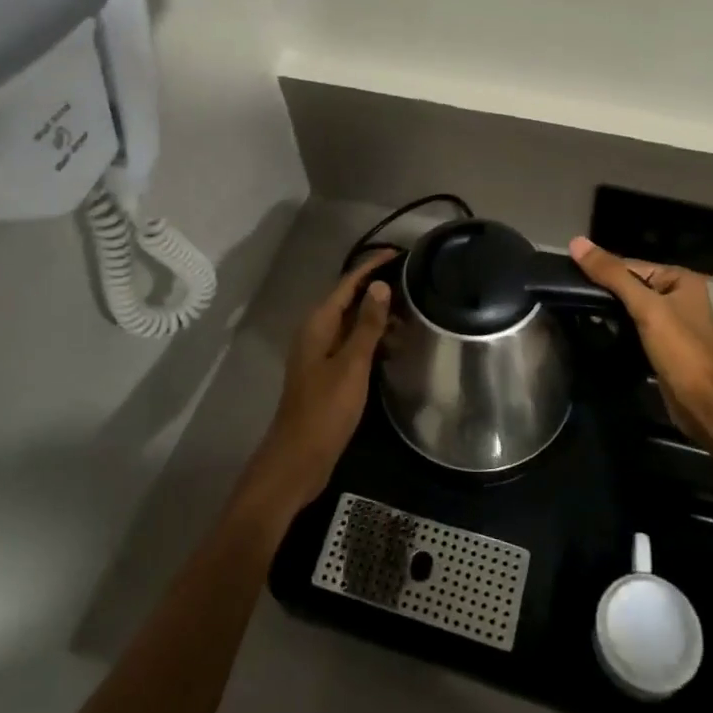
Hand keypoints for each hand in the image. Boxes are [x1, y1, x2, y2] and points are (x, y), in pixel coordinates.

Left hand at [246, 249, 395, 513]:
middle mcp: (316, 332)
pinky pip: (352, 344)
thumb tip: (380, 286)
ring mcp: (320, 354)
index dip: (372, 267)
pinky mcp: (327, 373)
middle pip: (349, 300)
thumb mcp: (352, 364)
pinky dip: (372, 340)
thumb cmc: (325, 409)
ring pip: (351, 323)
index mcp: (318, 324)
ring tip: (411, 315)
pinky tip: (393, 347)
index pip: (348, 283)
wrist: (299, 458)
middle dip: (378, 290)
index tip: (399, 254)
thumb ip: (367, 325)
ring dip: (377, 317)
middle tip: (413, 284)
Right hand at [568, 237, 712, 435]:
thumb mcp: (645, 307)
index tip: (570, 279)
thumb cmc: (680, 350)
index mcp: (681, 279)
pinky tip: (598, 331)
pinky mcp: (665, 345)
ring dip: (610, 312)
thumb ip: (612, 275)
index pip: (631, 265)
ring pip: (632, 308)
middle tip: (571, 297)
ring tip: (578, 312)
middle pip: (631, 285)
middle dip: (606, 293)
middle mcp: (680, 295)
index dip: (602, 271)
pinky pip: (636, 327)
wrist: (705, 405)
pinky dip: (619, 328)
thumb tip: (576, 241)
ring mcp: (673, 322)